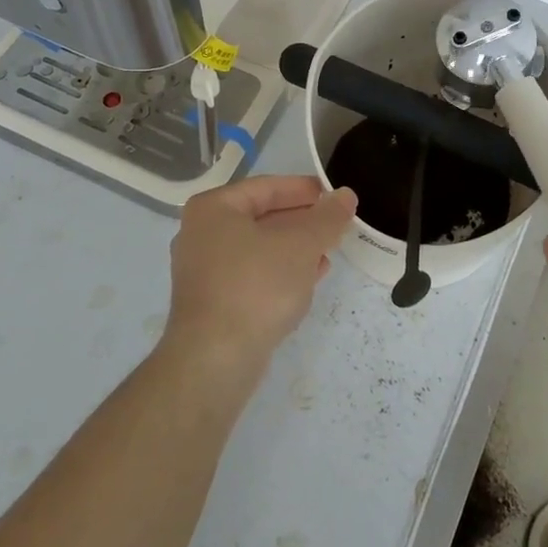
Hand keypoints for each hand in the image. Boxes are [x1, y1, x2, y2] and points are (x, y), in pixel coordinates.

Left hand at [162, 175, 356, 385]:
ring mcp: (204, 270)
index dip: (304, 189)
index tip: (335, 196)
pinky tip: (309, 278)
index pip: (267, 187)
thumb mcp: (301, 245)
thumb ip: (327, 217)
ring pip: (259, 247)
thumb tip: (346, 195)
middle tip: (336, 224)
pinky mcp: (213, 301)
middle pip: (262, 216)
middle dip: (302, 220)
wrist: (215, 359)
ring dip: (295, 247)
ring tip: (330, 250)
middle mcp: (201, 234)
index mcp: (213, 209)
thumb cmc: (256, 286)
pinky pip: (253, 274)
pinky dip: (281, 271)